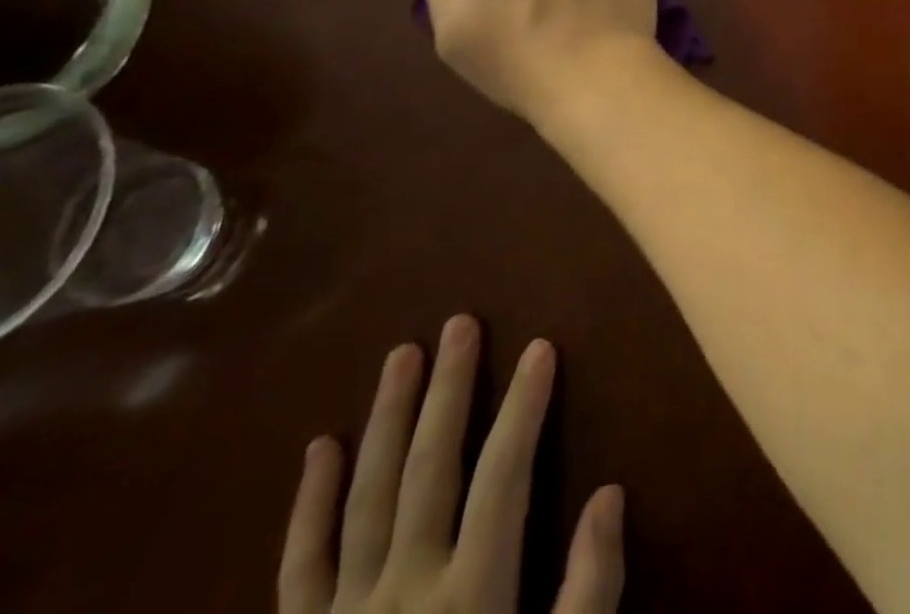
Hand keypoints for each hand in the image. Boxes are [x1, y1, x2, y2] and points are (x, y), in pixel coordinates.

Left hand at [279, 316, 622, 612]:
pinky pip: (298, 568)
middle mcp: (403, 591)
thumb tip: (610, 494)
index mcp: (468, 599)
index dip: (526, 406)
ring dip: (387, 420)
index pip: (505, 475)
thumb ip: (587, 596)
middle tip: (459, 323)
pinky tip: (319, 450)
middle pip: (431, 466)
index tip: (541, 346)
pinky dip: (309, 506)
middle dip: (450, 389)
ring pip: (367, 495)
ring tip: (401, 355)